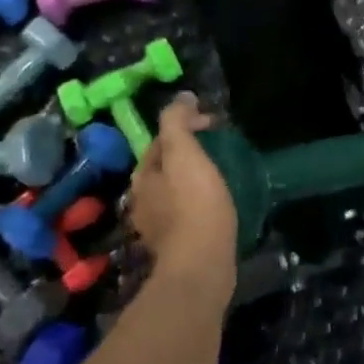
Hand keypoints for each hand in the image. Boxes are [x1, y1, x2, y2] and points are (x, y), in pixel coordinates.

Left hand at [126, 94, 236, 301]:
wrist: (201, 266)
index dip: (185, 125)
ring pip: (175, 190)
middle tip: (220, 147)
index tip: (215, 124)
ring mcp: (157, 226)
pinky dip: (199, 201)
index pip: (160, 139)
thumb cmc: (194, 204)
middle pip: (165, 165)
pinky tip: (217, 205)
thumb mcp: (185, 154)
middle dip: (188, 152)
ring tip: (221, 174)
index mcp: (143, 176)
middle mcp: (143, 200)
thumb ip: (177, 122)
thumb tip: (182, 97)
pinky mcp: (176, 246)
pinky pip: (186, 213)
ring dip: (193, 178)